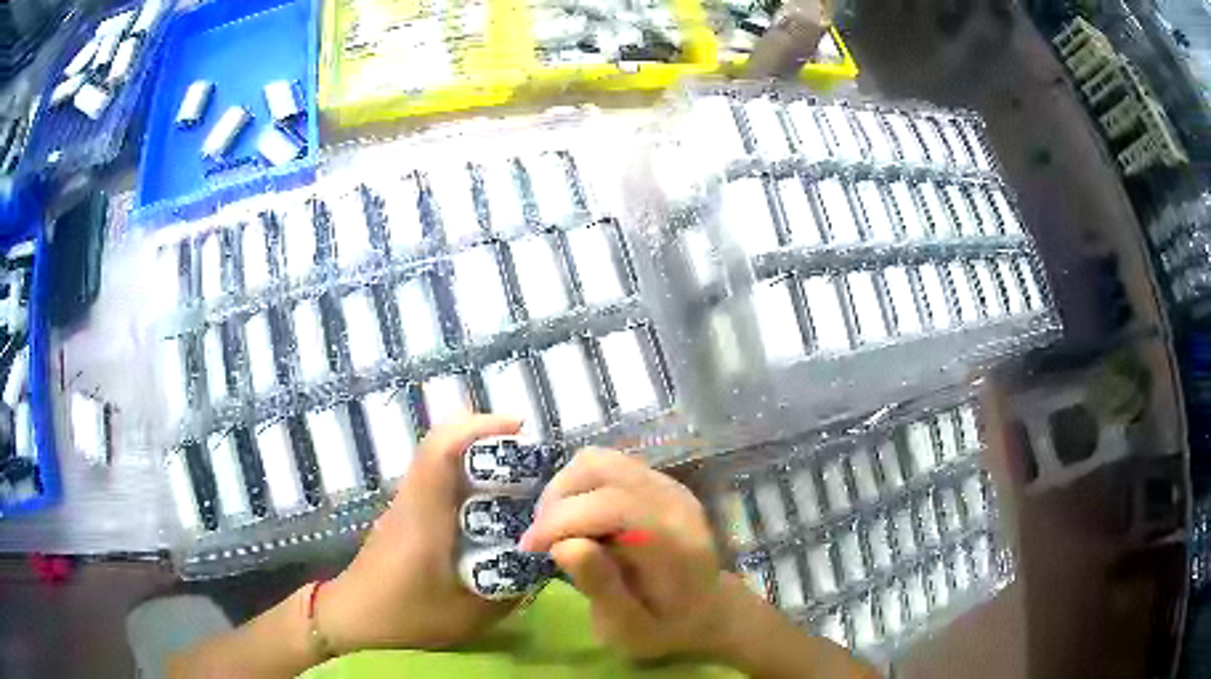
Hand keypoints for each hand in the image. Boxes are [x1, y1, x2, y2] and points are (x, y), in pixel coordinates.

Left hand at [316, 413, 522, 652]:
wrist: (354, 618)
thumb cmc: (407, 617)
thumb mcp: (470, 614)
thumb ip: (510, 587)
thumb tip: (543, 556)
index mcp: (424, 516)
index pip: (440, 451)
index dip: (478, 428)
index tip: (518, 427)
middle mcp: (412, 499)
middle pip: (440, 445)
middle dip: (486, 436)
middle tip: (529, 454)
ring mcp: (405, 504)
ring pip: (438, 458)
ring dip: (476, 454)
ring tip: (516, 475)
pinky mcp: (405, 514)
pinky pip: (436, 478)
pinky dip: (464, 475)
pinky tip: (489, 504)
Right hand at [518, 447, 732, 660]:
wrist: (706, 610)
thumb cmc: (664, 627)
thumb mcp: (629, 628)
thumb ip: (601, 588)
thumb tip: (563, 545)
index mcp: (674, 540)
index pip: (611, 505)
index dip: (561, 520)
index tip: (530, 549)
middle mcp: (673, 500)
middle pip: (600, 469)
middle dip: (556, 502)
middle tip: (540, 541)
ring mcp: (666, 484)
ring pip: (598, 460)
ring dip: (563, 490)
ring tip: (554, 528)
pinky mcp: (655, 480)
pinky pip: (606, 465)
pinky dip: (577, 486)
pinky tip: (574, 519)